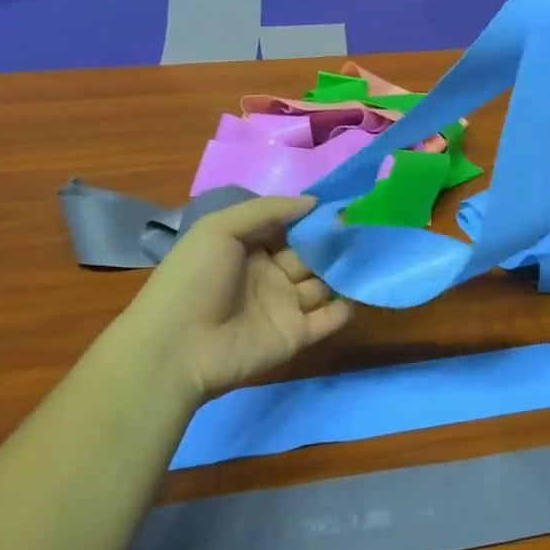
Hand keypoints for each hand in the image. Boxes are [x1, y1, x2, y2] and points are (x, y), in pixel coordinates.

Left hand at [127, 194, 351, 400]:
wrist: (176, 348)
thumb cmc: (195, 279)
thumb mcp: (220, 228)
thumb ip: (268, 210)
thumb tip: (315, 202)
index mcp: (250, 247)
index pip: (291, 226)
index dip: (314, 216)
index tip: (344, 204)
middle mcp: (271, 273)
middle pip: (312, 253)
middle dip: (335, 242)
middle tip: (366, 229)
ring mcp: (285, 305)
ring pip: (325, 283)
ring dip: (346, 270)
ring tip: (372, 256)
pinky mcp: (296, 335)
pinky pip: (329, 319)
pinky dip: (347, 307)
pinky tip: (361, 290)